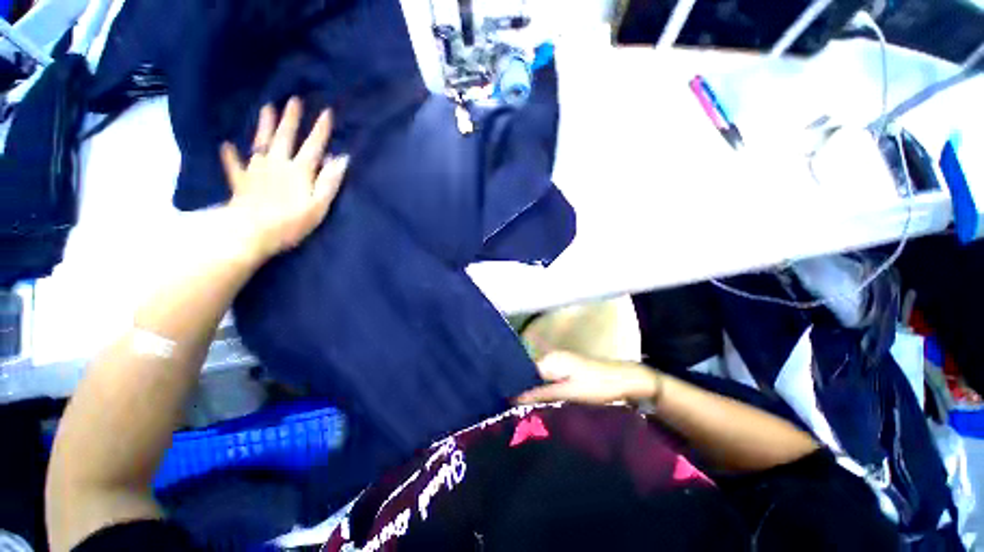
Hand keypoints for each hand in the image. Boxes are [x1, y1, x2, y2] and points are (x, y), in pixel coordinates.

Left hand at [219, 97, 348, 262]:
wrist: (252, 233)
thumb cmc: (291, 222)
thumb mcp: (319, 205)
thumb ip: (329, 181)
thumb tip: (341, 159)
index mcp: (299, 171)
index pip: (313, 146)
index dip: (320, 130)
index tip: (326, 111)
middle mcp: (277, 164)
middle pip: (285, 137)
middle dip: (290, 119)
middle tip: (292, 100)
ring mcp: (256, 171)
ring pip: (261, 143)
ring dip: (264, 125)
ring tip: (266, 108)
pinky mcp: (241, 181)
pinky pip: (235, 165)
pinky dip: (231, 155)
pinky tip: (227, 146)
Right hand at [516, 351, 661, 405]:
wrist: (626, 381)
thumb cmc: (597, 386)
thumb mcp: (568, 392)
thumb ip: (541, 394)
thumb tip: (513, 398)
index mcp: (550, 359)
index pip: (523, 370)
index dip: (515, 386)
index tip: (505, 404)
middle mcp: (552, 357)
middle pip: (530, 374)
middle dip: (523, 390)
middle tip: (513, 411)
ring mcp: (560, 363)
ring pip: (539, 379)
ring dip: (534, 392)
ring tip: (523, 410)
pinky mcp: (568, 371)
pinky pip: (549, 380)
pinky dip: (544, 391)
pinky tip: (541, 404)